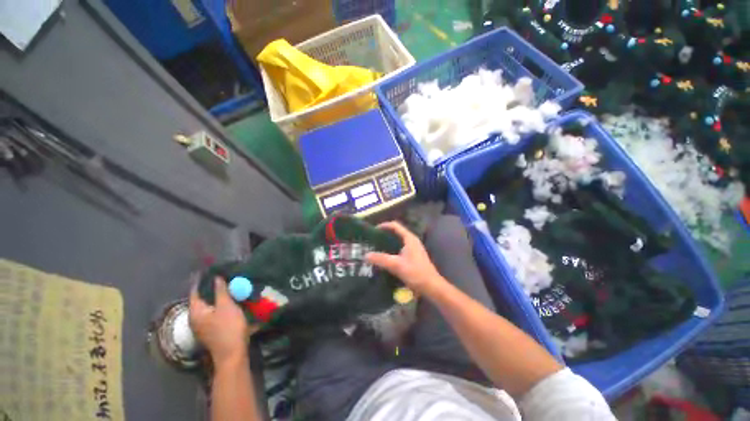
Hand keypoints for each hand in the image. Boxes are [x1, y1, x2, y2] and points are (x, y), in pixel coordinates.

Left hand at [189, 277, 254, 366]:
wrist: (233, 353)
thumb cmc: (228, 327)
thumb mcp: (226, 306)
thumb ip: (220, 291)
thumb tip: (216, 277)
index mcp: (196, 312)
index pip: (195, 291)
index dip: (202, 280)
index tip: (211, 270)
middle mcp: (196, 318)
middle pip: (202, 299)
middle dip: (212, 288)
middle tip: (225, 277)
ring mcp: (203, 326)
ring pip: (210, 306)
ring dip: (218, 297)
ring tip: (230, 287)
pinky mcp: (212, 330)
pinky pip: (215, 312)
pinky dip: (222, 305)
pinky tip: (232, 301)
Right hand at [366, 221, 447, 295]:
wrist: (432, 287)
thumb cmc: (416, 273)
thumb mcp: (396, 265)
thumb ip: (381, 259)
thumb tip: (365, 255)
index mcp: (409, 238)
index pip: (395, 226)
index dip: (383, 226)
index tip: (372, 230)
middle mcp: (412, 241)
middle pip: (396, 233)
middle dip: (384, 235)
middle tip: (371, 240)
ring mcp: (413, 249)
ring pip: (397, 242)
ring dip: (387, 243)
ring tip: (375, 248)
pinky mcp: (413, 257)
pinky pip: (399, 249)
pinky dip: (391, 250)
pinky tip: (385, 258)